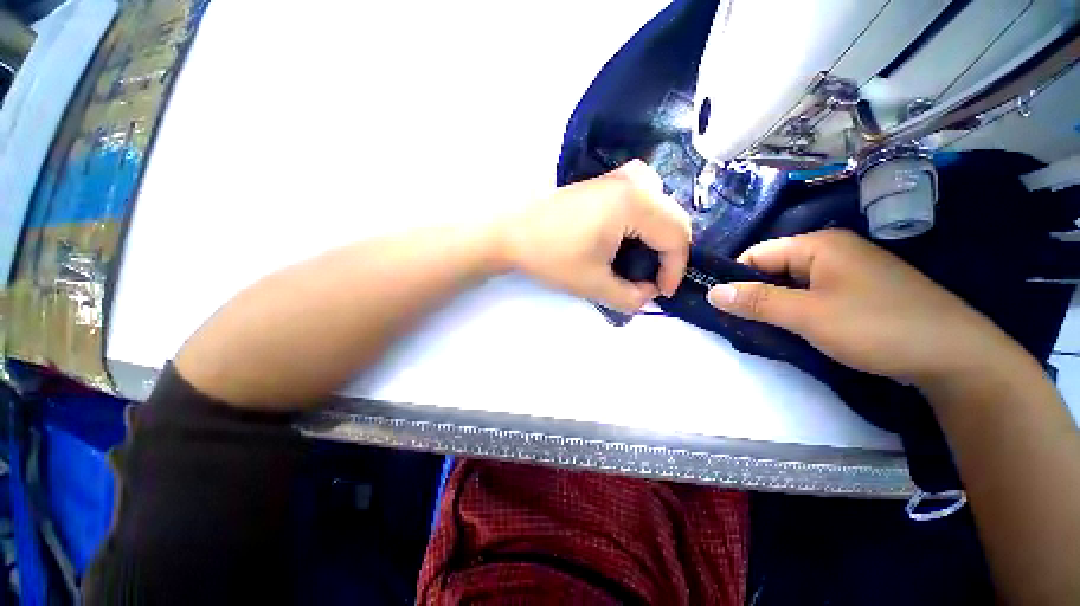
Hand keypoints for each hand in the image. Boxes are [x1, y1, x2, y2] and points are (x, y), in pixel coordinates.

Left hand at [498, 160, 691, 313]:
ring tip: (642, 259)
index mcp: (634, 202)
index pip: (676, 236)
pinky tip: (630, 235)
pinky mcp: (604, 182)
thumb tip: (648, 294)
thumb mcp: (594, 285)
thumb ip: (631, 298)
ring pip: (661, 205)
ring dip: (658, 235)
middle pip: (673, 218)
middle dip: (669, 254)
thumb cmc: (551, 257)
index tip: (661, 293)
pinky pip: (643, 196)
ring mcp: (618, 176)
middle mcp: (633, 181)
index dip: (675, 270)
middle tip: (651, 279)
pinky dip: (645, 219)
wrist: (512, 233)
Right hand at [706, 229, 1029, 388]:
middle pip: (774, 268)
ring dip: (775, 306)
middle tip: (740, 323)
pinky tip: (795, 330)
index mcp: (819, 245)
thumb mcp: (808, 315)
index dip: (734, 278)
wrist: (956, 357)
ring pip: (792, 285)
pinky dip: (797, 311)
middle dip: (754, 294)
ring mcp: (848, 272)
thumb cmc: (878, 327)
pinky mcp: (859, 292)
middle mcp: (832, 251)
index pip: (757, 254)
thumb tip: (712, 292)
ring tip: (764, 330)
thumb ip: (757, 301)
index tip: (720, 305)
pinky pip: (813, 296)